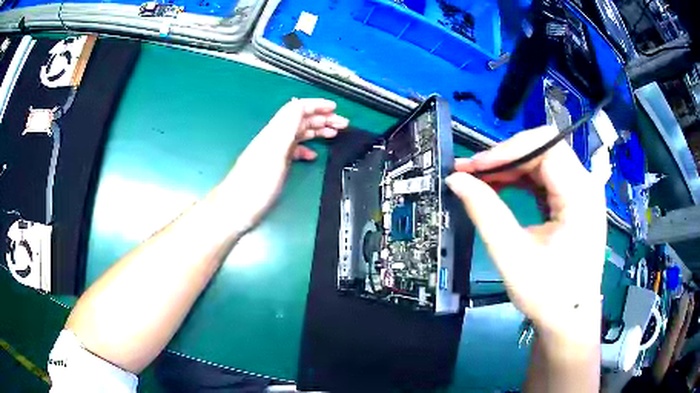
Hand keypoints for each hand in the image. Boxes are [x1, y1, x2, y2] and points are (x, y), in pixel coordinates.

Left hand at [222, 98, 347, 232]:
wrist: (237, 208)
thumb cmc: (256, 183)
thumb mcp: (274, 151)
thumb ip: (287, 127)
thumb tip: (299, 104)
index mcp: (276, 132)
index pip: (297, 108)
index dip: (316, 105)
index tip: (335, 108)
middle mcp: (275, 137)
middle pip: (301, 120)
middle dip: (322, 117)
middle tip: (343, 124)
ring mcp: (275, 151)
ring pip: (299, 133)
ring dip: (317, 130)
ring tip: (334, 134)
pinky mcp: (275, 165)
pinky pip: (294, 150)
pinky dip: (307, 149)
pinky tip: (313, 155)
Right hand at [446, 125, 606, 338]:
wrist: (569, 319)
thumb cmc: (548, 294)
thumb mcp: (512, 254)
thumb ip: (485, 211)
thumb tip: (457, 180)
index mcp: (580, 194)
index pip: (543, 146)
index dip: (505, 150)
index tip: (473, 167)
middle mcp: (586, 185)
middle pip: (544, 149)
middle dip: (506, 158)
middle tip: (472, 173)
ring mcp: (583, 193)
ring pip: (543, 160)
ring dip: (511, 168)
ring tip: (482, 181)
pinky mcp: (576, 202)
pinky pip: (547, 177)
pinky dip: (522, 180)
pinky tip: (503, 189)